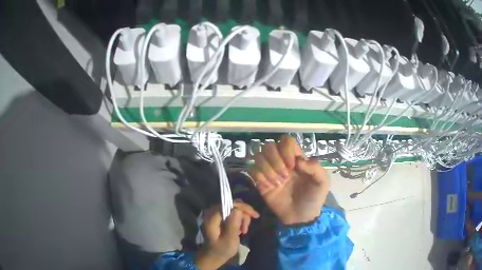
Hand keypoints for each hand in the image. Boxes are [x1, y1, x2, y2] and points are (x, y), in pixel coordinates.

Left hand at [195, 201, 258, 269]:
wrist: (214, 256)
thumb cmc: (221, 250)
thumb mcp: (229, 240)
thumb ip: (233, 224)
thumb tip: (237, 209)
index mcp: (212, 218)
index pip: (229, 204)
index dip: (243, 207)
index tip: (254, 216)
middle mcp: (212, 213)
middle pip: (232, 205)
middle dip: (243, 215)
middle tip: (246, 228)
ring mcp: (215, 215)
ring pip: (234, 209)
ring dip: (242, 218)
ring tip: (244, 231)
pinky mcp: (219, 218)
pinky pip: (232, 213)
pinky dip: (239, 220)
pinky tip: (240, 230)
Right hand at [248, 135, 329, 224]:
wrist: (301, 218)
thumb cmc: (313, 198)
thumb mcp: (322, 182)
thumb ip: (315, 167)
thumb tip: (298, 161)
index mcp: (296, 158)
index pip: (286, 141)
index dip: (286, 149)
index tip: (293, 166)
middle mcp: (281, 162)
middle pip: (269, 146)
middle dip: (275, 160)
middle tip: (285, 176)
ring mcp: (270, 171)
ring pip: (258, 156)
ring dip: (267, 169)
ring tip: (278, 184)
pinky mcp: (260, 182)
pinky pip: (251, 170)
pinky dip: (259, 176)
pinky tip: (269, 187)